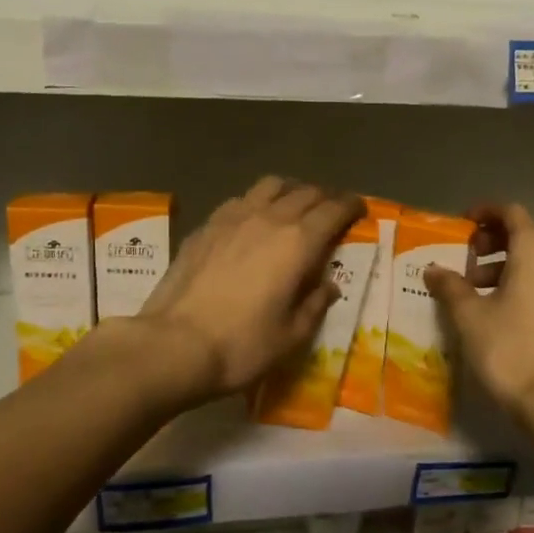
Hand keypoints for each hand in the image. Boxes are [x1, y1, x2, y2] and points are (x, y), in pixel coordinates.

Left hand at [135, 177, 363, 405]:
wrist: (174, 345)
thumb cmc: (242, 346)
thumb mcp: (291, 336)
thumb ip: (315, 304)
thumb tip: (327, 286)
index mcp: (298, 242)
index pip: (333, 210)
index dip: (350, 206)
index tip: (359, 209)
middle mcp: (269, 218)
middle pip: (304, 192)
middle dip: (324, 197)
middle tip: (332, 210)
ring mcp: (233, 217)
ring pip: (270, 186)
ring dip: (290, 191)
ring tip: (294, 206)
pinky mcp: (205, 226)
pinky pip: (240, 200)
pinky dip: (257, 202)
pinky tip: (253, 220)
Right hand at [424, 203, 533, 432]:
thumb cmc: (510, 348)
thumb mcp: (469, 315)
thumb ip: (450, 286)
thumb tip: (433, 269)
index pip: (511, 213)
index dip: (485, 213)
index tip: (462, 226)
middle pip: (527, 234)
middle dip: (494, 242)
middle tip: (467, 259)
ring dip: (507, 265)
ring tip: (477, 290)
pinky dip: (526, 283)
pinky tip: (502, 310)